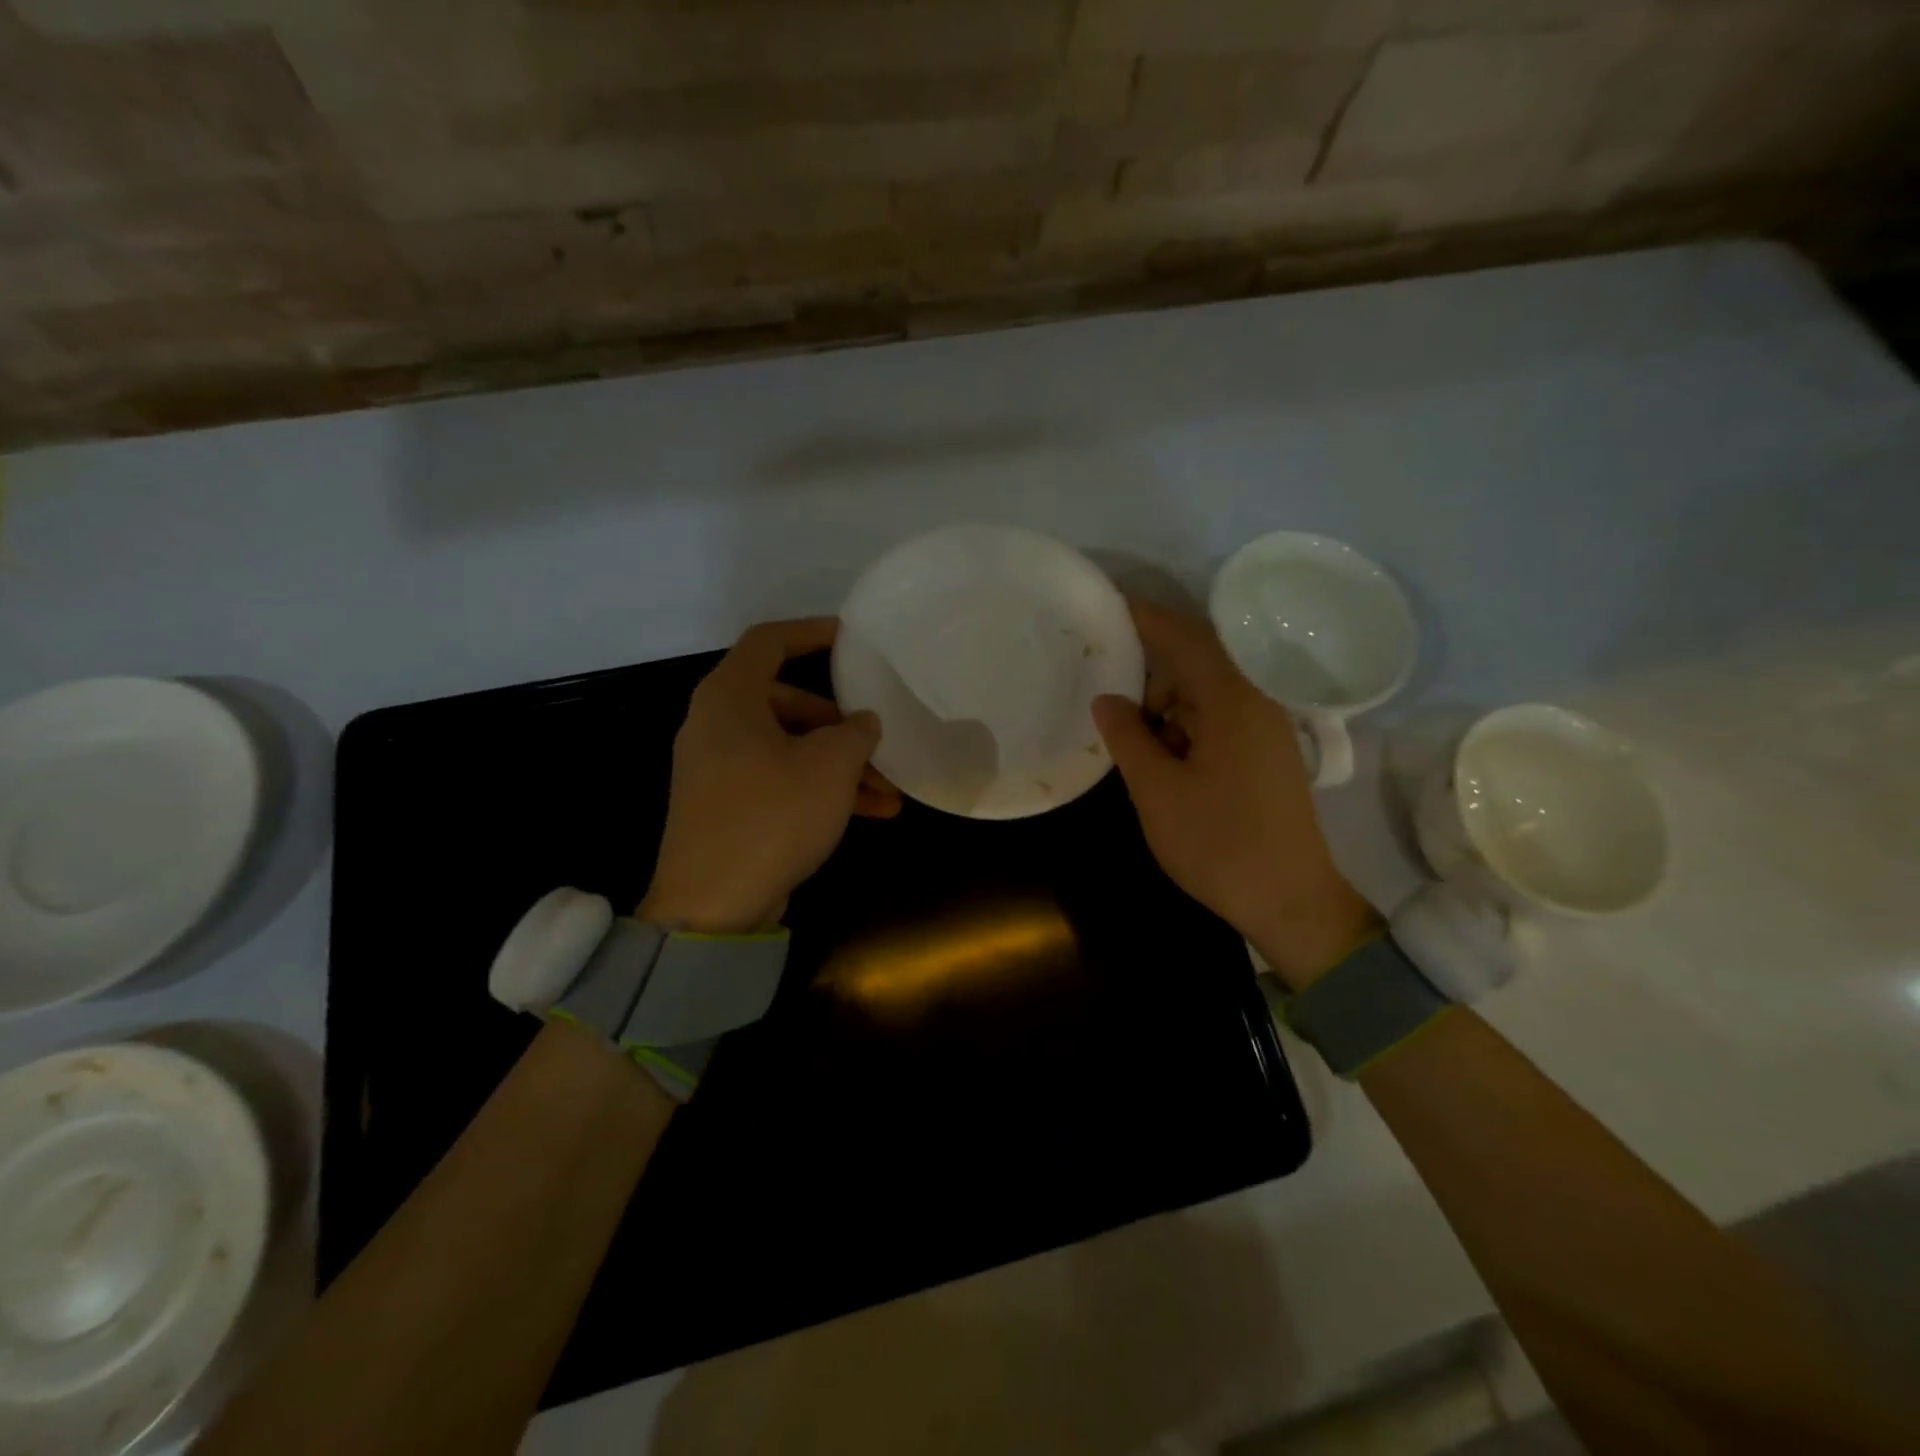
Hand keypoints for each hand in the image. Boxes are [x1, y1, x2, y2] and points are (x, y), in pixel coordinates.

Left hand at [641, 618, 899, 932]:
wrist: (713, 905)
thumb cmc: (772, 815)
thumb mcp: (830, 766)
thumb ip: (855, 732)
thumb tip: (862, 723)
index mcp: (729, 698)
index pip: (769, 641)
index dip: (811, 632)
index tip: (850, 639)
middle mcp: (717, 725)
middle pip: (788, 703)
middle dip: (841, 725)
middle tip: (878, 744)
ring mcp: (719, 769)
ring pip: (790, 748)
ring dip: (840, 766)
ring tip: (890, 792)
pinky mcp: (727, 807)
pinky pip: (780, 780)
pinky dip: (819, 789)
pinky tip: (870, 813)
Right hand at [1092, 599, 1378, 988]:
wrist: (1291, 901)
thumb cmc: (1219, 844)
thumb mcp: (1157, 791)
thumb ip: (1128, 737)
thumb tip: (1107, 699)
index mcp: (1232, 701)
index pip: (1184, 637)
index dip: (1145, 617)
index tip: (1108, 604)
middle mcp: (1256, 702)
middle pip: (1197, 661)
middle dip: (1149, 670)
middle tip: (1107, 687)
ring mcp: (1266, 729)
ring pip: (1206, 693)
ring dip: (1166, 704)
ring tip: (1131, 736)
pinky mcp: (1267, 753)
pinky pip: (1219, 719)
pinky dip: (1186, 726)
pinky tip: (1162, 757)